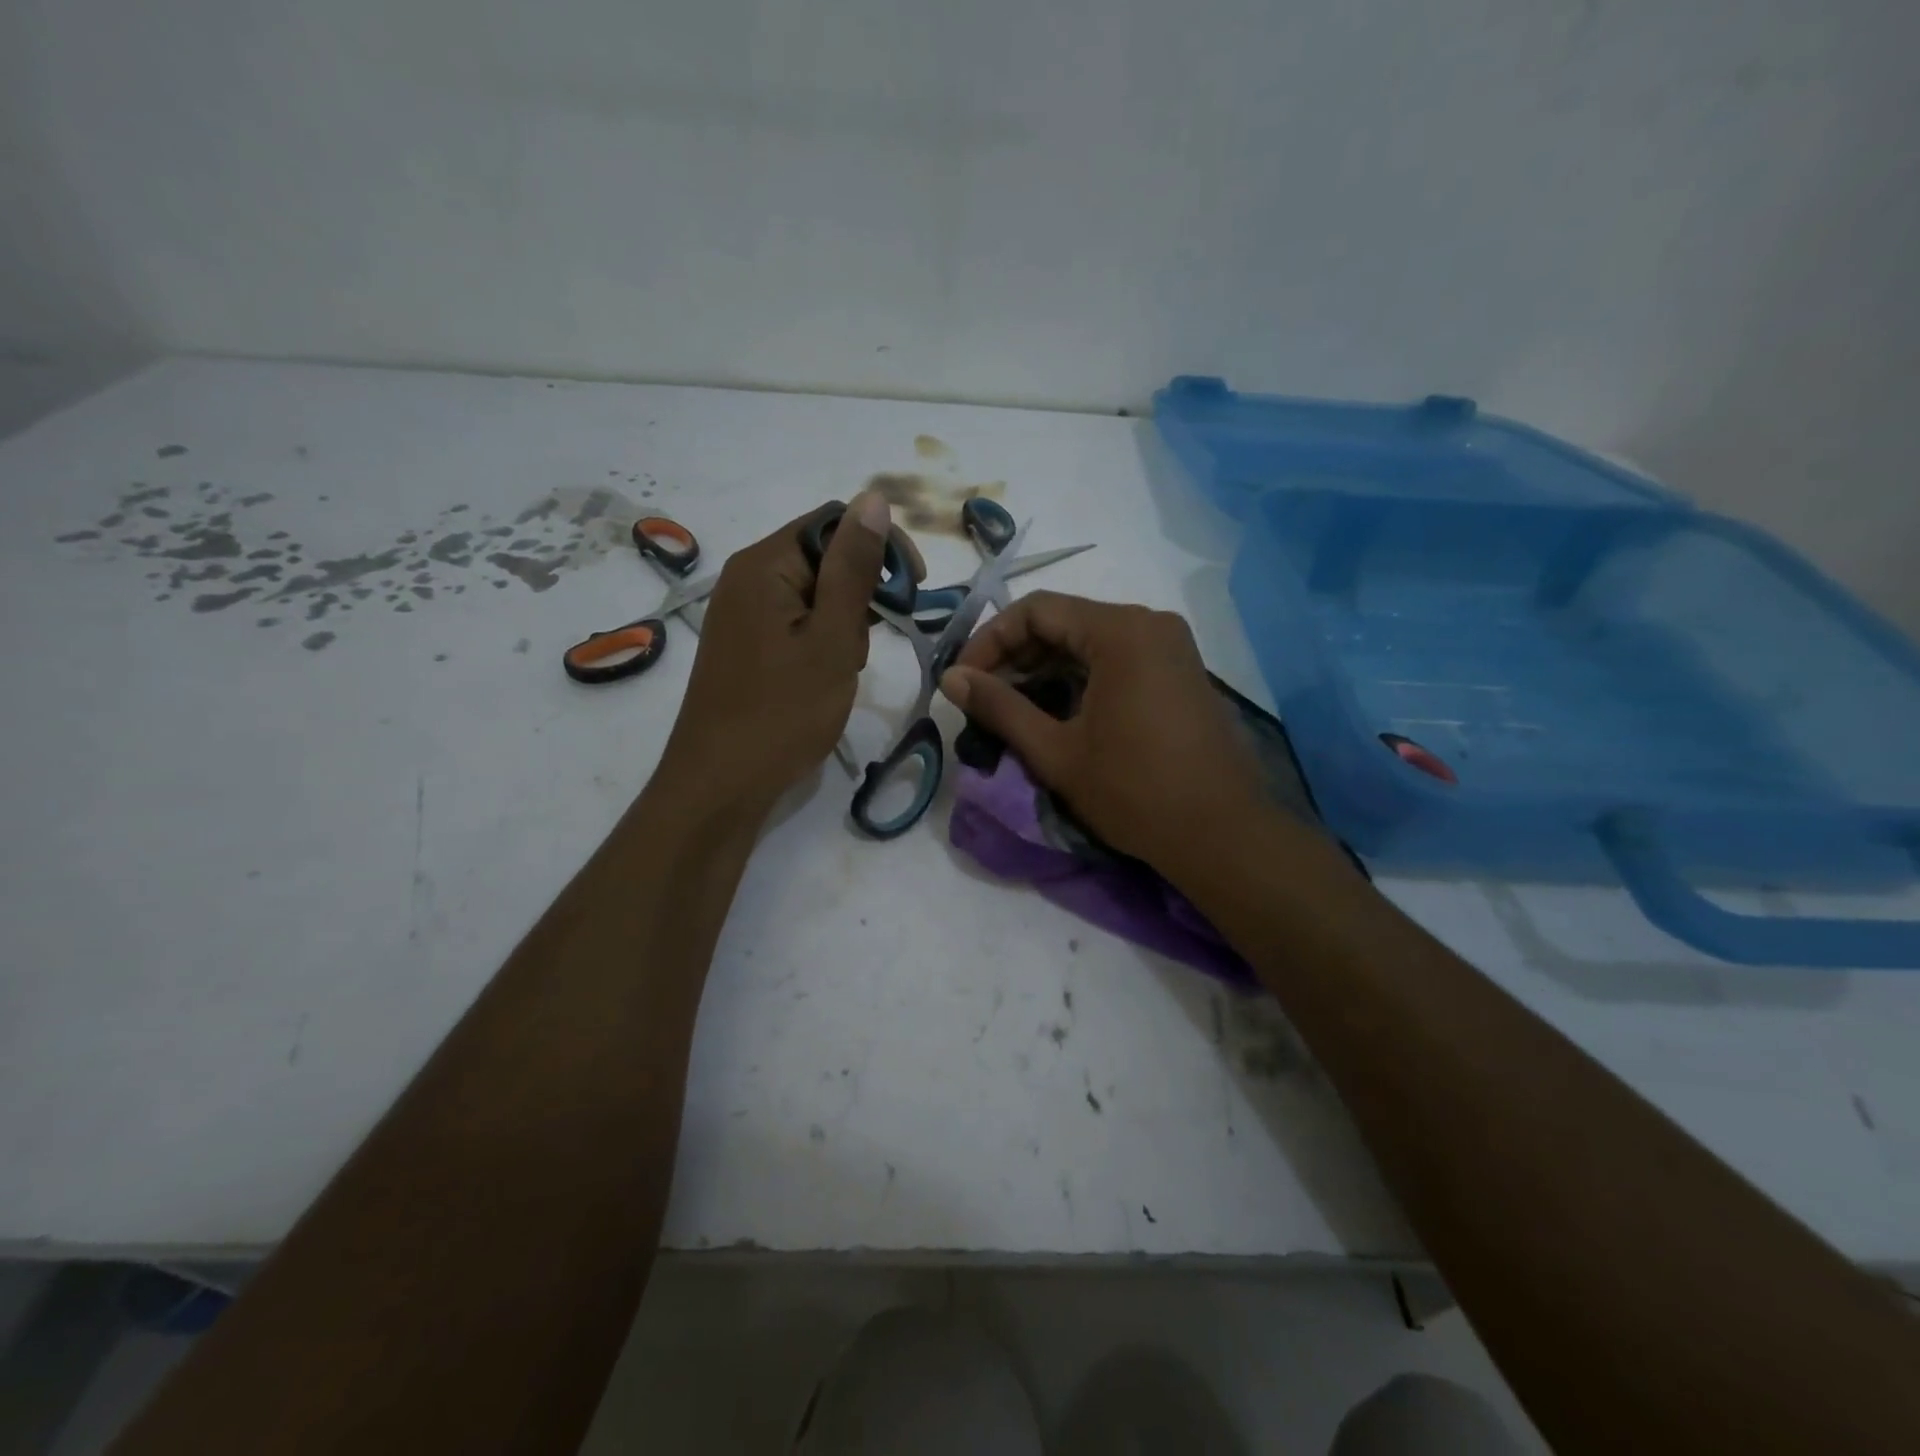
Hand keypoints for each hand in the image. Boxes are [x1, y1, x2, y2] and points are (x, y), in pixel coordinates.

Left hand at [660, 494, 891, 818]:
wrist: (721, 783)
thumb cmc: (783, 711)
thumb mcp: (832, 638)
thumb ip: (854, 568)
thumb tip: (873, 498)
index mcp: (764, 564)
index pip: (834, 521)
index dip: (880, 547)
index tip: (912, 590)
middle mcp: (747, 578)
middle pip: (823, 557)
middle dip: (859, 594)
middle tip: (863, 646)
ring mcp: (743, 613)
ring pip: (814, 594)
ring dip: (843, 624)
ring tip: (840, 671)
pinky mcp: (746, 644)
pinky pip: (796, 623)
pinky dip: (821, 642)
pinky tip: (825, 678)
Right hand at [939, 592, 1269, 871]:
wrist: (1222, 835)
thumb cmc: (1134, 792)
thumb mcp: (1056, 751)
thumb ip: (999, 707)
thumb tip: (951, 678)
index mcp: (1121, 631)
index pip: (1036, 610)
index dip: (989, 640)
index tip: (964, 680)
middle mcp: (1150, 624)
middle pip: (1064, 622)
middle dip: (1016, 656)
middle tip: (982, 698)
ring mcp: (1171, 648)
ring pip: (1090, 642)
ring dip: (1045, 669)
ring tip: (1011, 709)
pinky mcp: (1180, 673)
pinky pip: (1117, 659)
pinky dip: (1079, 678)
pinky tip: (1056, 712)